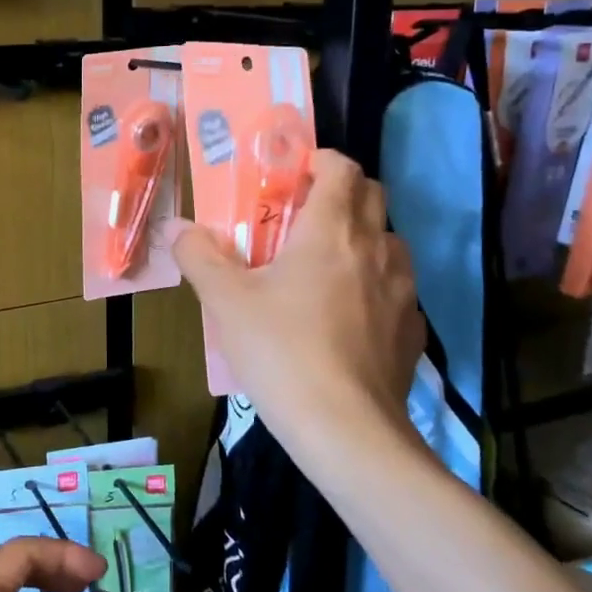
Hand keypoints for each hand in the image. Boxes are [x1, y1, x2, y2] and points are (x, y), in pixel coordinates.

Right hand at [168, 148, 424, 444]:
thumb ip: (199, 256)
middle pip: (372, 196)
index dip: (319, 161)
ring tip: (326, 267)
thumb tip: (178, 228)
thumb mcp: (225, 301)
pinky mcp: (413, 329)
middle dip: (341, 193)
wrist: (346, 430)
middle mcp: (376, 248)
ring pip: (389, 242)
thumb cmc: (282, 351)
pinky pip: (397, 288)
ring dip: (362, 237)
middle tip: (302, 216)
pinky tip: (348, 317)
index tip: (293, 174)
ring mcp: (403, 290)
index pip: (342, 168)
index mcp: (332, 230)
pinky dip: (375, 284)